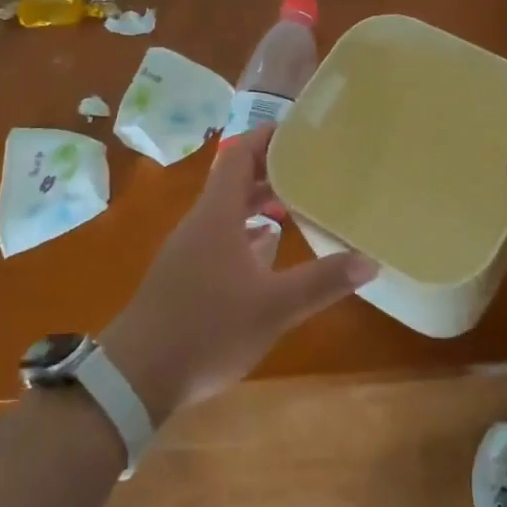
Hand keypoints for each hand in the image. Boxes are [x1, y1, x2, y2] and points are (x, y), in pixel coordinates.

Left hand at [100, 126, 376, 422]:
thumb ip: (322, 282)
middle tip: (311, 165)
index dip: (266, 137)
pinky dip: (246, 230)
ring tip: (296, 200)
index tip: (300, 130)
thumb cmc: (208, 329)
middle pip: (235, 180)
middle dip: (271, 168)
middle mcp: (201, 222)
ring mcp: (188, 248)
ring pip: (227, 209)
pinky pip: (220, 235)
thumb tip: (370, 260)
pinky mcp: (184, 274)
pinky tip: (267, 248)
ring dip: (259, 200)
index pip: (240, 156)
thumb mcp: (274, 307)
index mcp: (217, 214)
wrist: (136, 377)